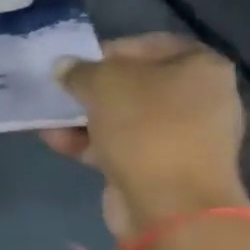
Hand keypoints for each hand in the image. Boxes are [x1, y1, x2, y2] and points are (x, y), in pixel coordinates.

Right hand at [40, 33, 248, 240]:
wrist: (171, 204)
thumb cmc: (146, 127)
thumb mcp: (102, 83)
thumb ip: (79, 70)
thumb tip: (64, 67)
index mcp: (202, 68)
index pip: (152, 45)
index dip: (112, 50)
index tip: (79, 62)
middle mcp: (200, 99)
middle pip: (136, 84)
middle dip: (93, 88)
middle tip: (61, 90)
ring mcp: (183, 136)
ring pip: (124, 117)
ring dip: (84, 117)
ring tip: (48, 118)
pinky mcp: (163, 167)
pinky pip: (120, 145)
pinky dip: (89, 142)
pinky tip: (55, 141)